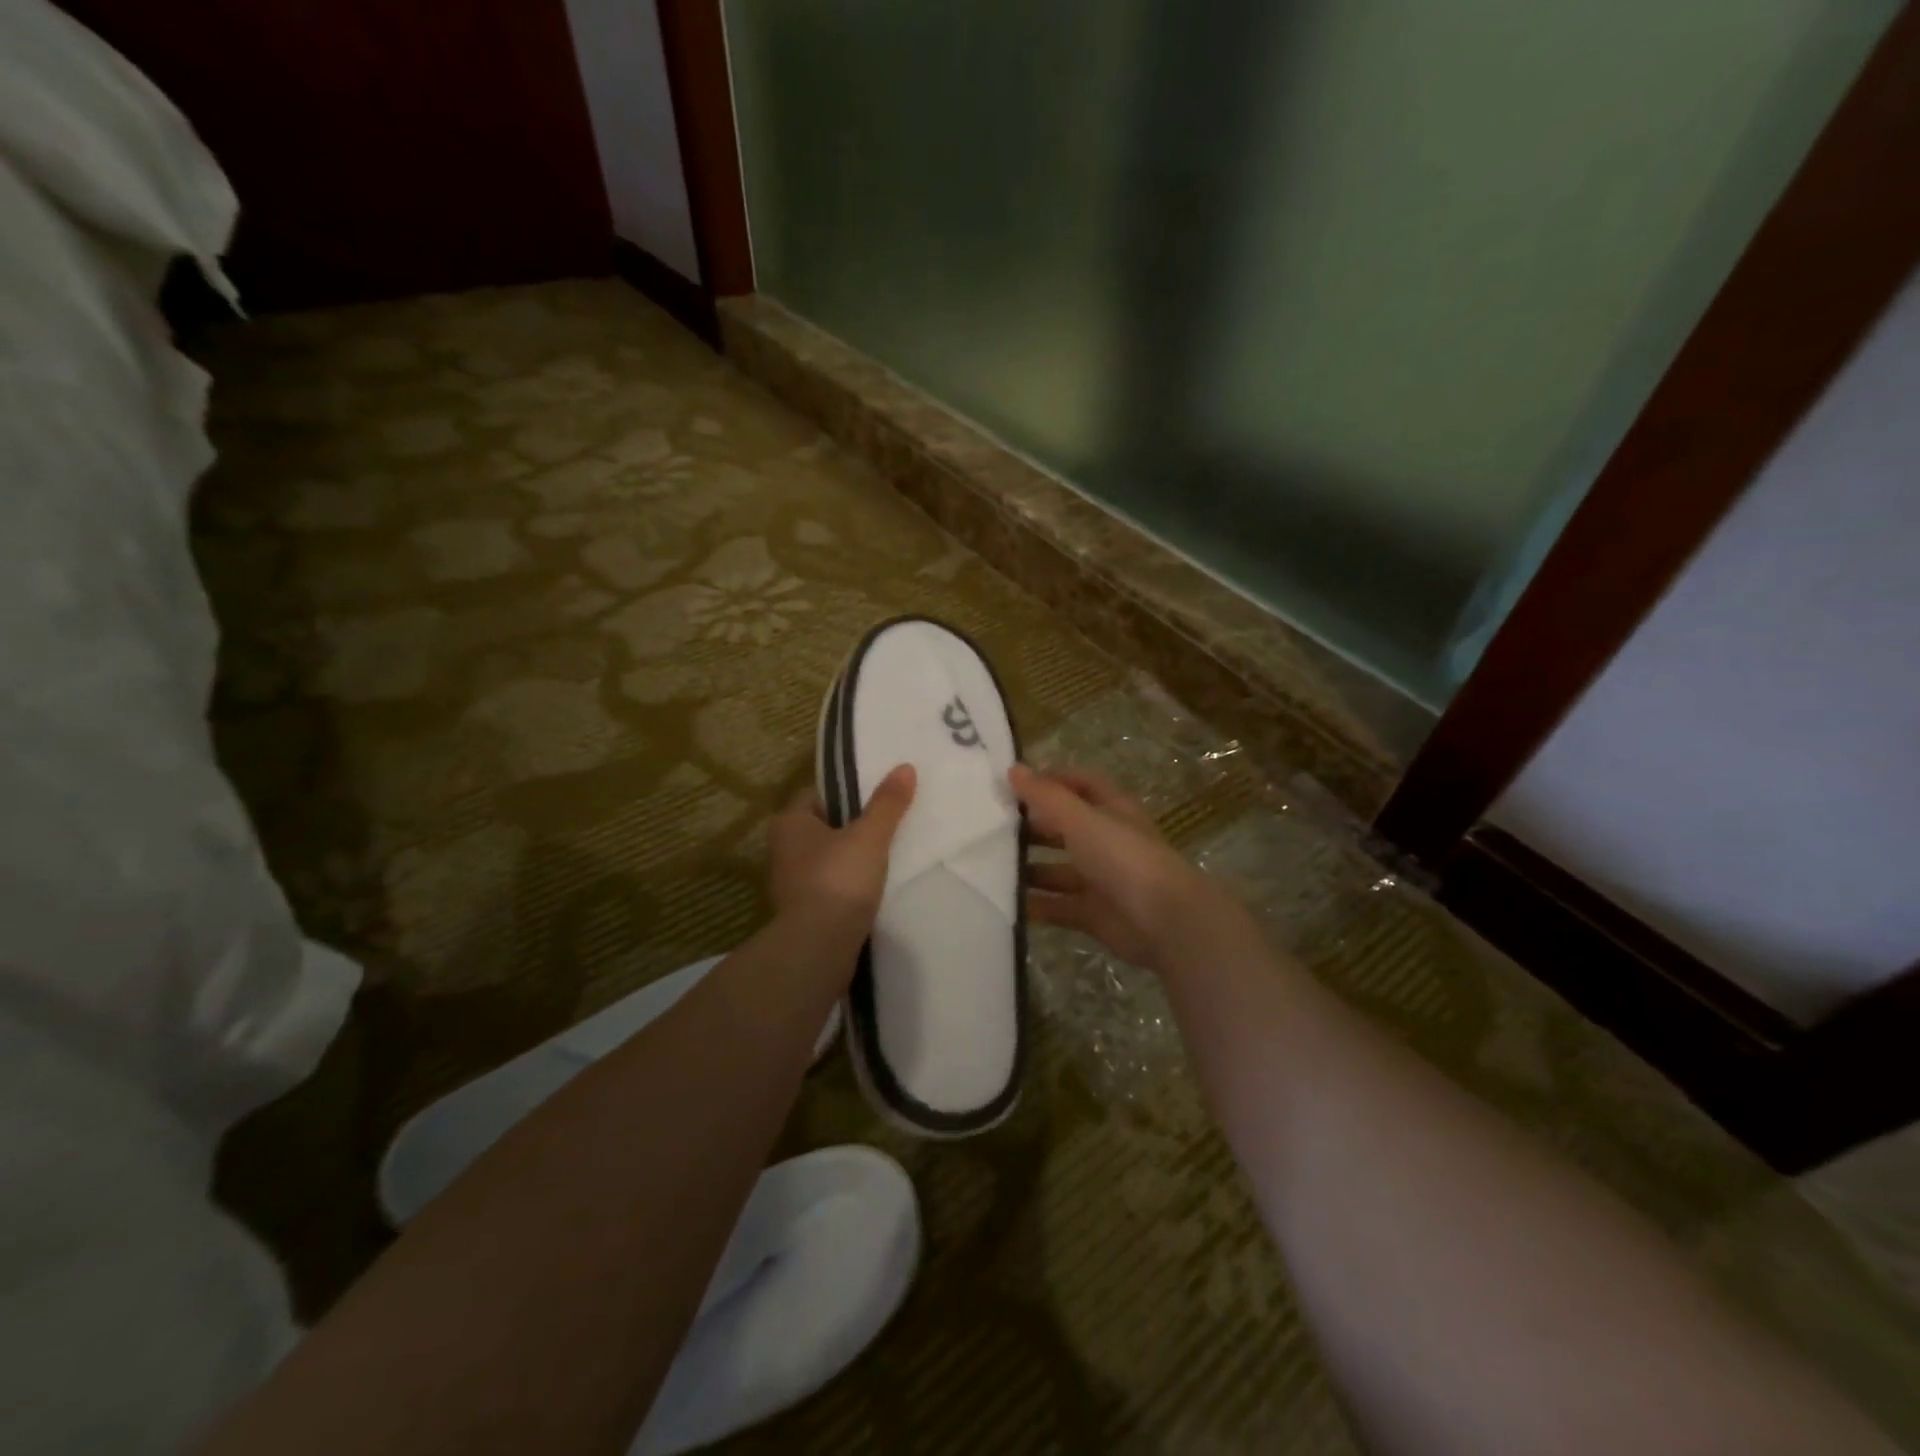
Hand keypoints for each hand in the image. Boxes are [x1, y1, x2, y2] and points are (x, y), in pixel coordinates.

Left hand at [768, 765, 916, 933]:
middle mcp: (783, 849)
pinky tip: (876, 885)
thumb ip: (887, 803)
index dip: (848, 791)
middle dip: (854, 824)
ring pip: (829, 857)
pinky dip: (851, 883)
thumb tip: (905, 767)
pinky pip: (833, 885)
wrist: (819, 947)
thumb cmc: (839, 880)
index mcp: (789, 822)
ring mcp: (792, 882)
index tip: (878, 794)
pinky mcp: (806, 910)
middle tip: (890, 821)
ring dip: (853, 856)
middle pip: (825, 826)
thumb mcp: (869, 835)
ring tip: (889, 853)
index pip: (818, 794)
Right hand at [1010, 764, 1240, 974]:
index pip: (1081, 784)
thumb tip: (1013, 768)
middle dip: (1031, 826)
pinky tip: (1005, 902)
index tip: (1014, 784)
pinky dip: (1035, 904)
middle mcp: (1107, 841)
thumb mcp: (1081, 819)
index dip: (1052, 780)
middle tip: (990, 827)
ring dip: (1028, 868)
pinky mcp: (1094, 913)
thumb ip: (1045, 796)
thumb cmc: (1123, 857)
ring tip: (988, 865)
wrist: (1165, 921)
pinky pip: (1058, 905)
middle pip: (1064, 828)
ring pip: (1057, 869)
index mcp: (1112, 810)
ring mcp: (1101, 879)